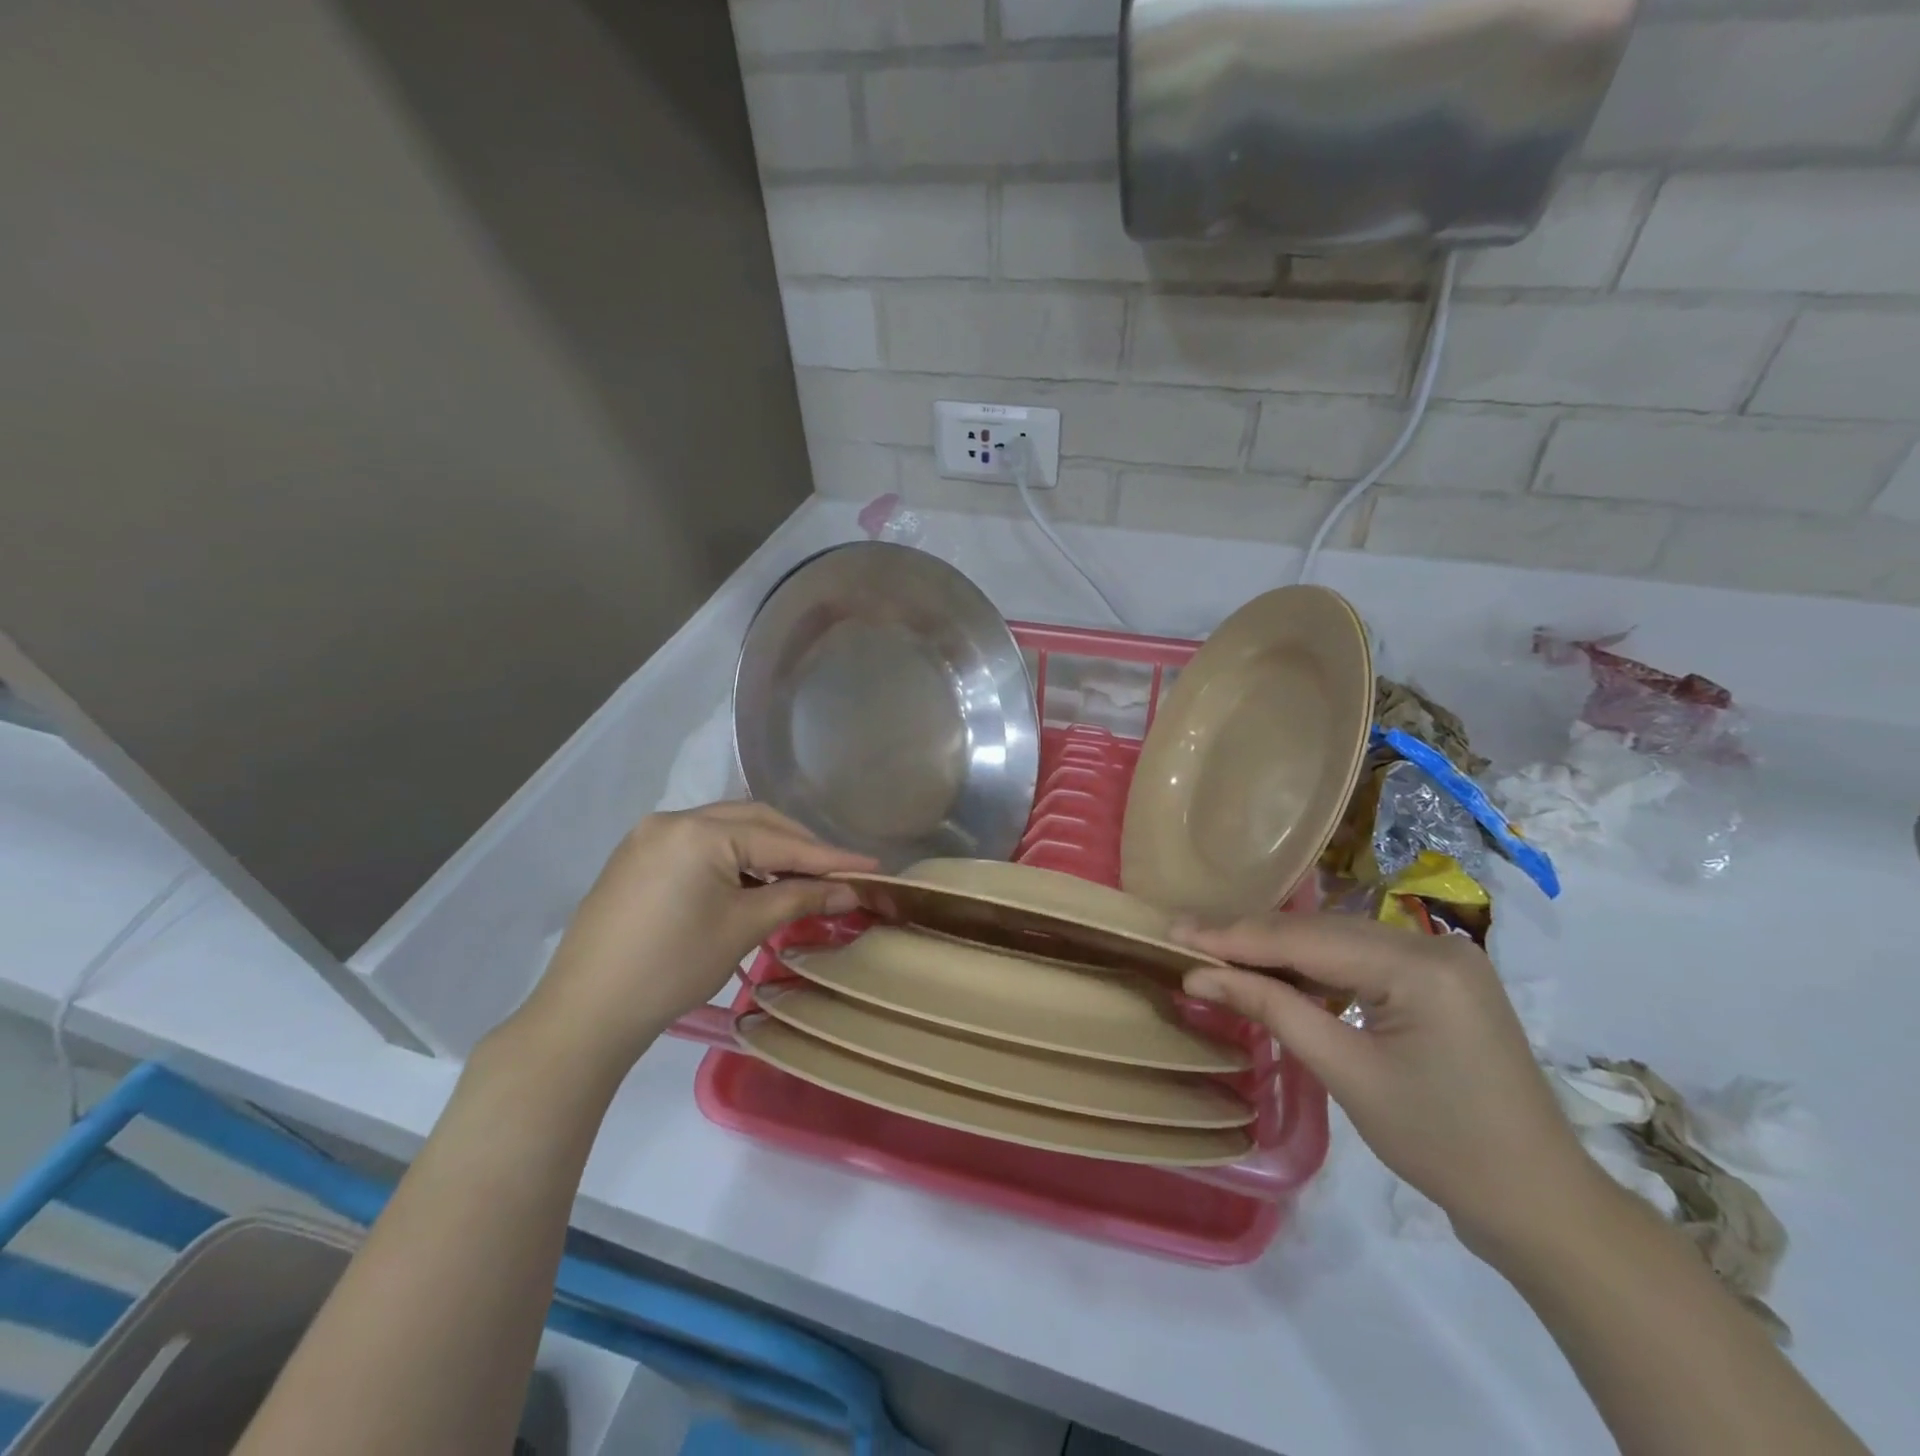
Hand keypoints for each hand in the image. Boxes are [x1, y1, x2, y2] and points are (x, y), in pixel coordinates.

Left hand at [515, 803, 875, 1075]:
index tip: (873, 866)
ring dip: (765, 851)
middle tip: (838, 872)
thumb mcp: (743, 928)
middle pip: (752, 822)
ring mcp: (649, 837)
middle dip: (798, 847)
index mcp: (697, 831)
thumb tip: (852, 890)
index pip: (779, 840)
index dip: (829, 856)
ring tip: (800, 880)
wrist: (585, 1014)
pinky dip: (733, 860)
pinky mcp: (636, 858)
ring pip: (725, 832)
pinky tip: (751, 884)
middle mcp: (672, 820)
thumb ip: (800, 898)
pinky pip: (699, 846)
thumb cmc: (671, 968)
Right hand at [1177, 914, 1598, 1249]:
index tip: (1174, 931)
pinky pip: (1359, 961)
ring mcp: (1440, 959)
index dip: (1233, 936)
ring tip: (1216, 953)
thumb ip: (1270, 1010)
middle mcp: (1432, 944)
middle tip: (1184, 938)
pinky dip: (1312, 968)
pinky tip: (1275, 975)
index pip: (1305, 940)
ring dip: (1277, 951)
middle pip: (1320, 932)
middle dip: (1249, 938)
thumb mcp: (1346, 1073)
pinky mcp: (1438, 981)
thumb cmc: (1443, 1145)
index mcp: (1420, 964)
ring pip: (1336, 942)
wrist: (1541, 1204)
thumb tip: (1198, 976)